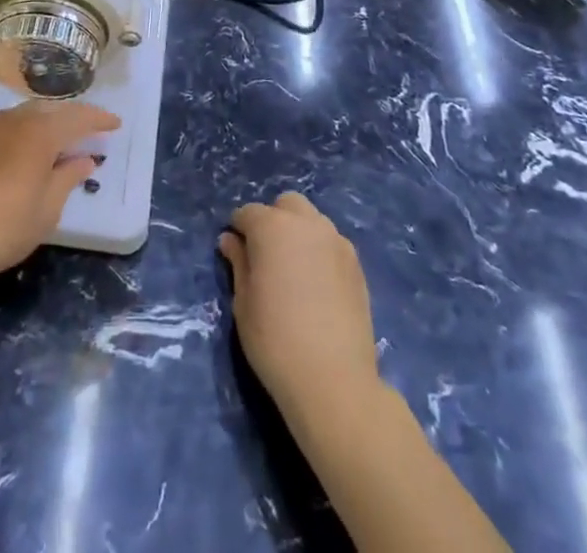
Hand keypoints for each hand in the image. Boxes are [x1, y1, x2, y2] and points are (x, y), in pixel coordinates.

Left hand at [0, 101, 120, 287]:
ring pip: (20, 115)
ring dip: (40, 123)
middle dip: (69, 118)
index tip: (114, 124)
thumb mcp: (47, 209)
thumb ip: (68, 177)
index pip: (77, 118)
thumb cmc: (5, 228)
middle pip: (48, 110)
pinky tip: (13, 152)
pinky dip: (14, 133)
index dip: (98, 119)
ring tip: (50, 140)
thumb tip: (84, 159)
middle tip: (85, 132)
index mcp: (39, 133)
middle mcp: (12, 120)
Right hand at [219, 193, 379, 422]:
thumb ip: (238, 263)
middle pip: (286, 205)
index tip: (235, 253)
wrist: (334, 381)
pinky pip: (331, 243)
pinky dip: (319, 251)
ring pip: (312, 220)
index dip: (238, 230)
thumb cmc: (275, 340)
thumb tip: (230, 240)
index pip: (248, 213)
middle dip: (272, 220)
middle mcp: (306, 223)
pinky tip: (316, 285)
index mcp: (272, 227)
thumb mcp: (243, 303)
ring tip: (293, 270)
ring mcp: (336, 241)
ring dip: (298, 232)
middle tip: (265, 256)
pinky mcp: (356, 264)